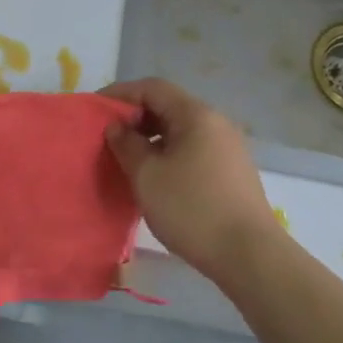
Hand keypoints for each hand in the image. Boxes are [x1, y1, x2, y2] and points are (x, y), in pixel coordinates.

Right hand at [101, 77, 277, 277]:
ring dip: (150, 138)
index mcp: (196, 115)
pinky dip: (168, 154)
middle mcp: (216, 123)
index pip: (152, 88)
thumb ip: (126, 144)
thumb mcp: (147, 175)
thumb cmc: (191, 209)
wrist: (248, 254)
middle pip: (168, 106)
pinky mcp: (231, 171)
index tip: (94, 110)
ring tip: (126, 159)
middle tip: (107, 138)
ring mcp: (228, 147)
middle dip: (134, 117)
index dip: (120, 94)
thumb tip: (117, 126)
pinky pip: (192, 149)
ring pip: (180, 131)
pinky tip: (154, 177)